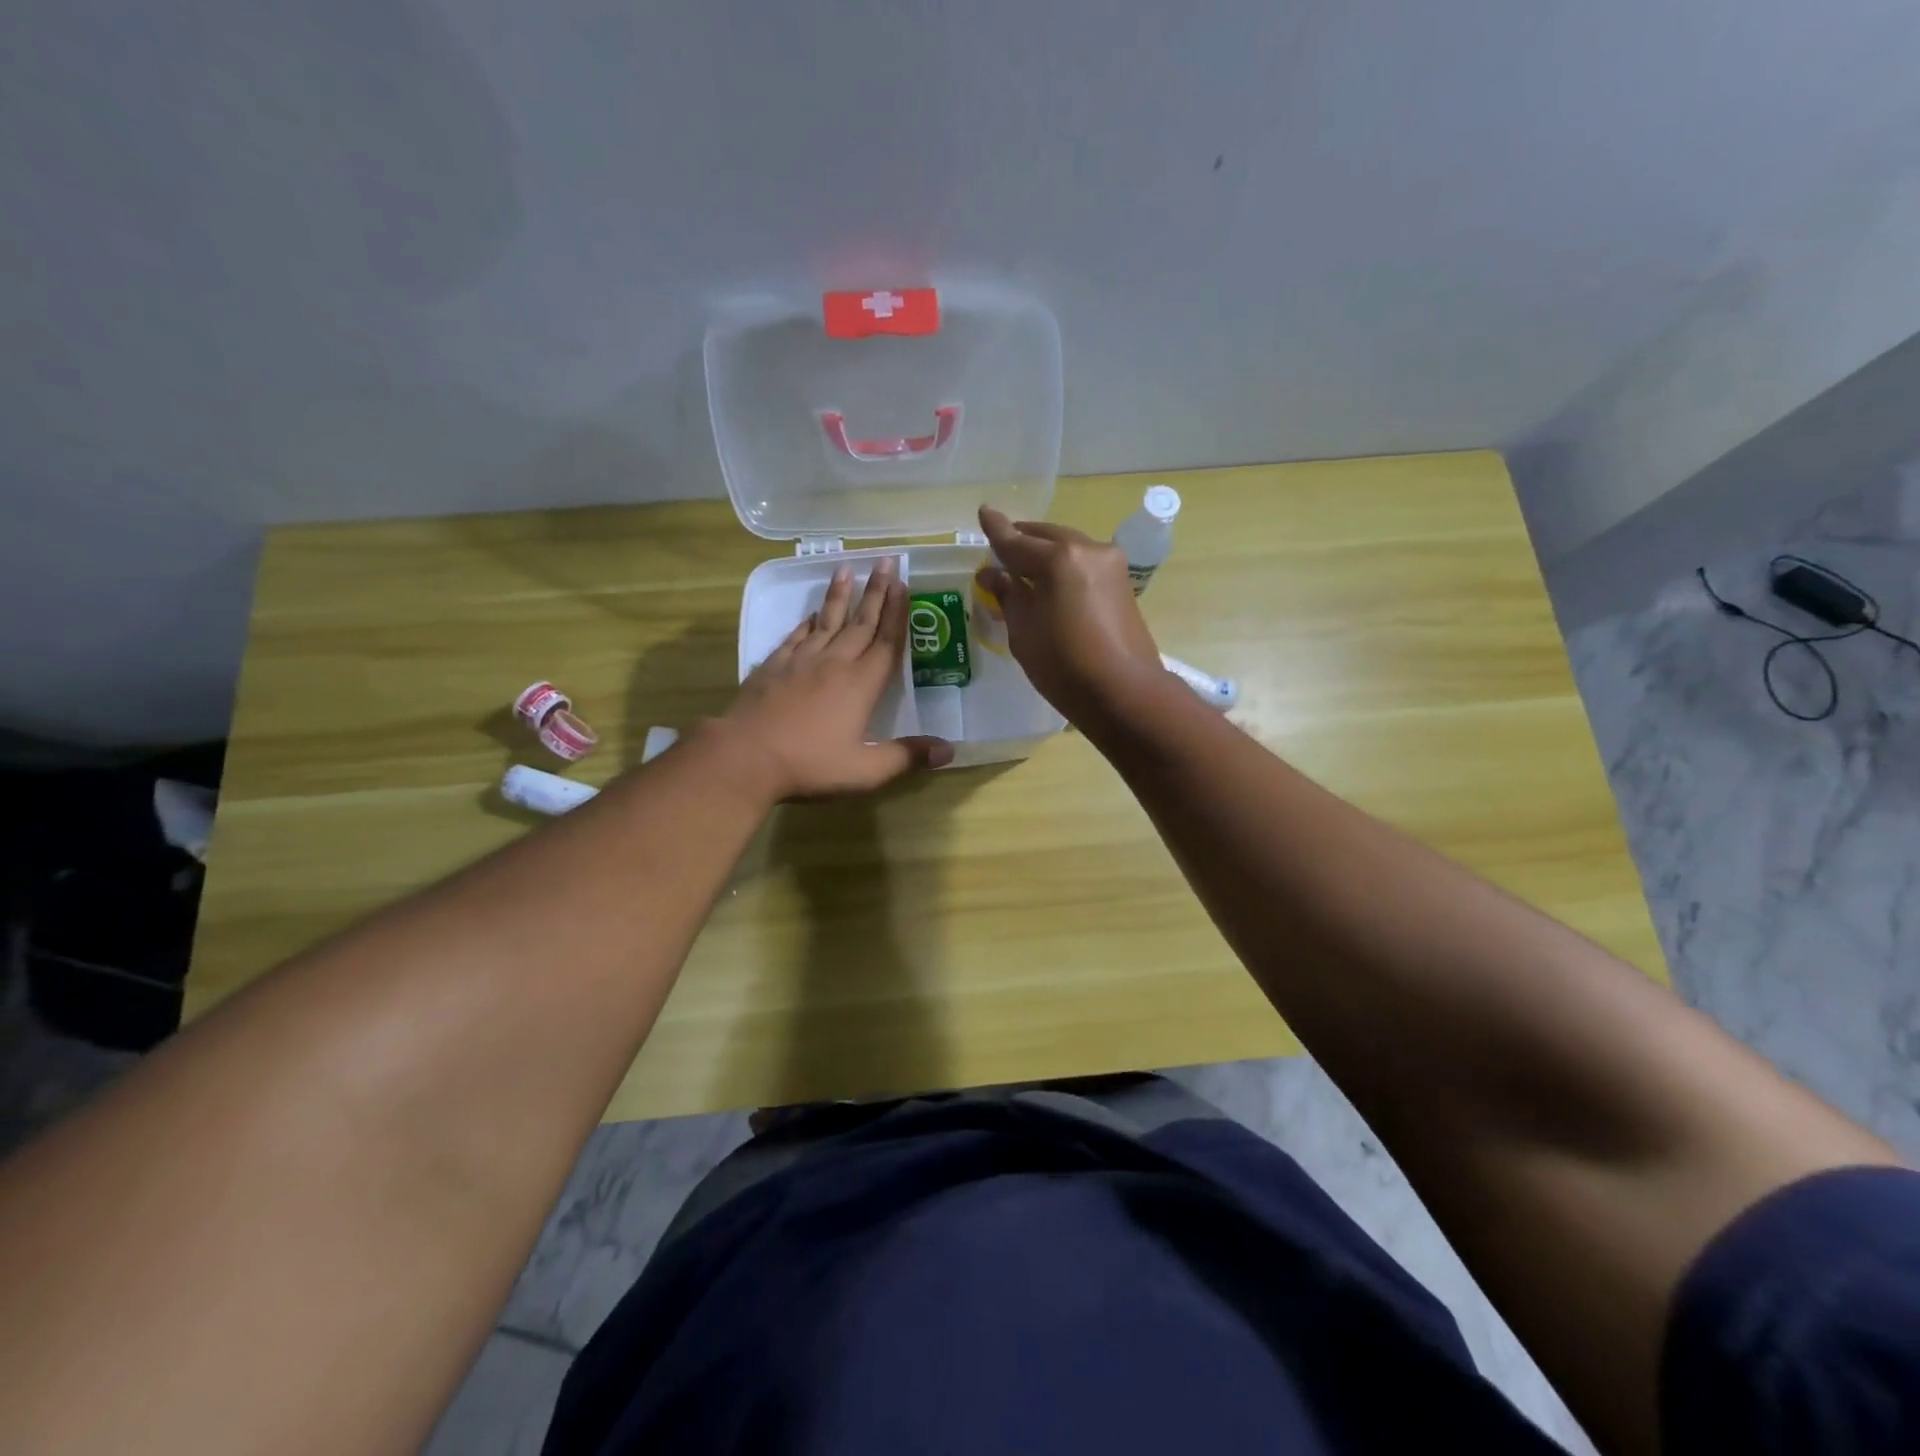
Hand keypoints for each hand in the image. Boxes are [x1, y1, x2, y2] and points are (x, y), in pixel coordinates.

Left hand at [717, 556, 952, 798]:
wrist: (745, 756)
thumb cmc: (810, 764)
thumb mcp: (866, 770)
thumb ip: (907, 757)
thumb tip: (950, 750)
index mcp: (862, 684)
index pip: (887, 641)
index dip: (898, 613)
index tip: (904, 584)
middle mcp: (835, 663)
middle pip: (861, 622)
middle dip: (876, 592)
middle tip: (886, 561)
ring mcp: (801, 662)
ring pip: (827, 621)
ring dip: (840, 596)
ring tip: (847, 569)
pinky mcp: (773, 667)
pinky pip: (796, 636)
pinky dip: (807, 622)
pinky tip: (812, 614)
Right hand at [978, 506, 1164, 724]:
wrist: (1125, 692)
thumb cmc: (1064, 666)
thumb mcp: (1023, 632)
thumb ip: (1008, 595)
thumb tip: (992, 574)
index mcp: (1057, 559)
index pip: (1016, 541)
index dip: (996, 530)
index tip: (983, 512)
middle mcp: (1086, 549)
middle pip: (1045, 537)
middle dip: (1022, 540)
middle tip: (1000, 548)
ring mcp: (1109, 563)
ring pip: (1067, 546)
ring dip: (1044, 552)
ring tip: (1023, 566)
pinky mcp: (1122, 582)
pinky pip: (1083, 562)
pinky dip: (1063, 566)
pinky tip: (1050, 580)